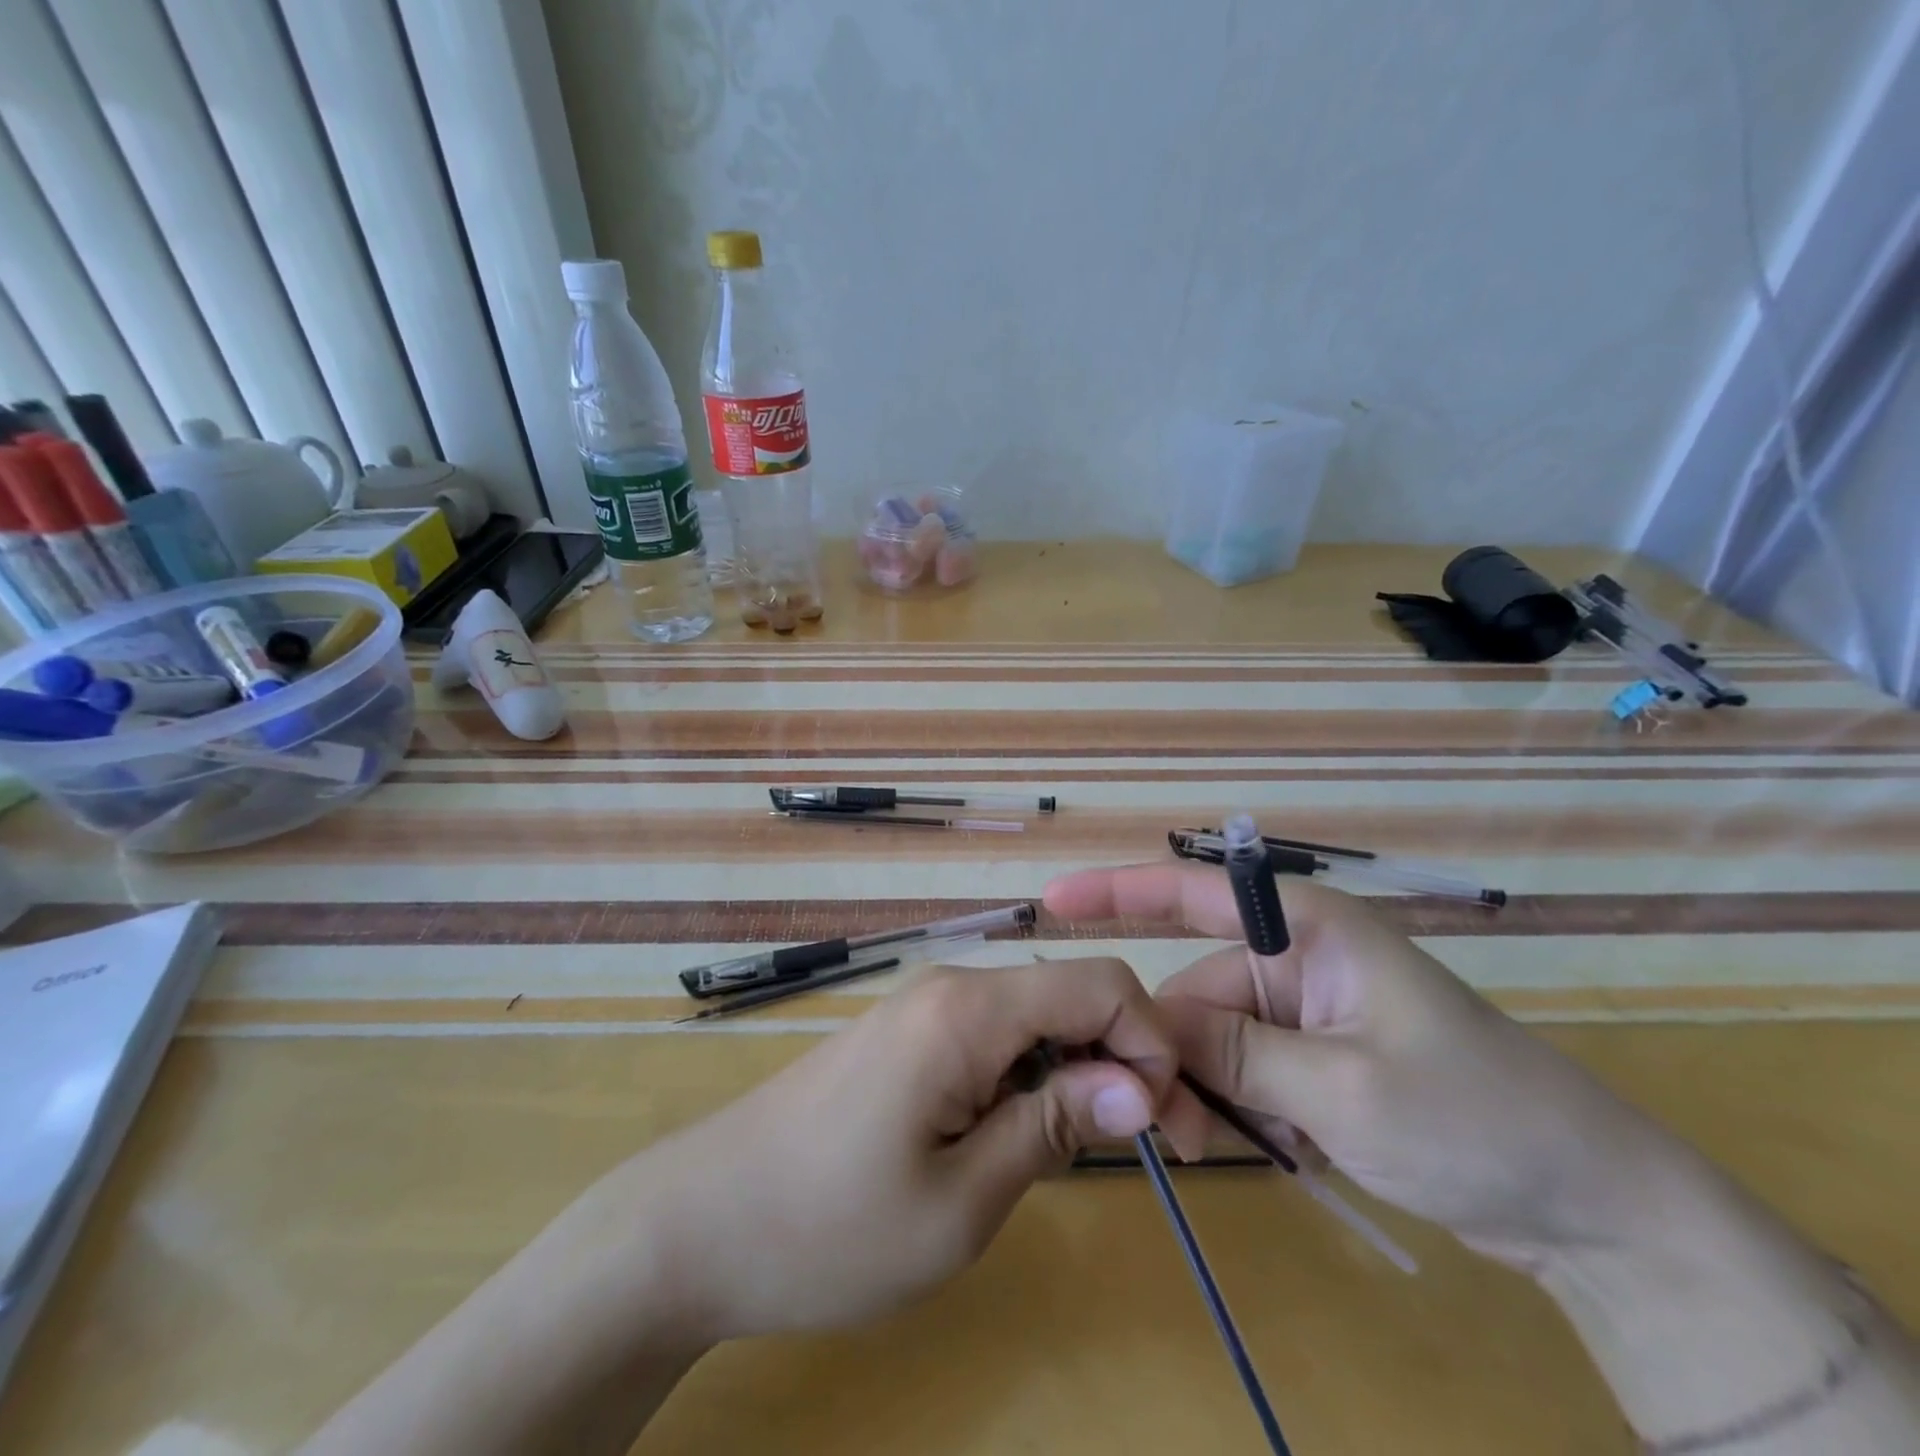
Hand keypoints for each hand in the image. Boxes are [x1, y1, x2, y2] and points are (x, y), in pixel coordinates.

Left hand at [642, 958, 1199, 1341]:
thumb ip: (1054, 1128)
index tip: (1168, 1126)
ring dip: (1075, 1071)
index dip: (1152, 1042)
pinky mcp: (905, 1036)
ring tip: (1074, 1153)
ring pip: (1033, 1017)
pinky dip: (1027, 1076)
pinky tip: (1012, 1135)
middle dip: (1122, 1058)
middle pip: (1068, 995)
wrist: (699, 1222)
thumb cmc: (830, 1227)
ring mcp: (922, 1008)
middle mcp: (949, 987)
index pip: (1098, 982)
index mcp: (968, 1009)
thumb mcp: (960, 1202)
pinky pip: (992, 1036)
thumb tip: (1139, 1085)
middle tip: (1145, 1149)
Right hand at [1044, 865, 1687, 1270]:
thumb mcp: (1342, 1090)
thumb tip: (1144, 1030)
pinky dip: (1237, 1110)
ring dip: (1203, 1093)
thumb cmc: (1476, 1120)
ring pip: (1213, 1041)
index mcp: (1307, 931)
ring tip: (1215, 1152)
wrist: (1594, 1209)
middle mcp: (1297, 958)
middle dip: (1170, 1052)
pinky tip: (1265, 1152)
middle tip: (1163, 1126)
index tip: (1051, 902)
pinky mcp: (1315, 1059)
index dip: (1117, 892)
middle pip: (1195, 991)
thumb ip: (1235, 1054)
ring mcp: (1306, 1012)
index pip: (1192, 892)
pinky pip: (1244, 1071)